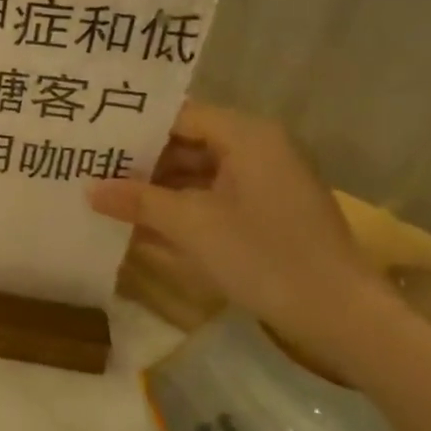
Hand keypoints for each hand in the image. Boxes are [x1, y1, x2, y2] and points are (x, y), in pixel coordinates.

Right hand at [88, 102, 387, 358]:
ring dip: (158, 186)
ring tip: (108, 196)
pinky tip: (143, 223)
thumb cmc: (263, 255)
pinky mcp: (267, 212)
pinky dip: (181, 206)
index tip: (93, 140)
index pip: (178, 115)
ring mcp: (265, 182)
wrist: (340, 315)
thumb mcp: (191, 225)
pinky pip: (214, 196)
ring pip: (198, 172)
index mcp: (247, 136)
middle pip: (187, 142)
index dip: (135, 128)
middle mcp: (258, 148)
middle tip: (91, 170)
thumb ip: (137, 201)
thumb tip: (89, 188)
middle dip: (141, 160)